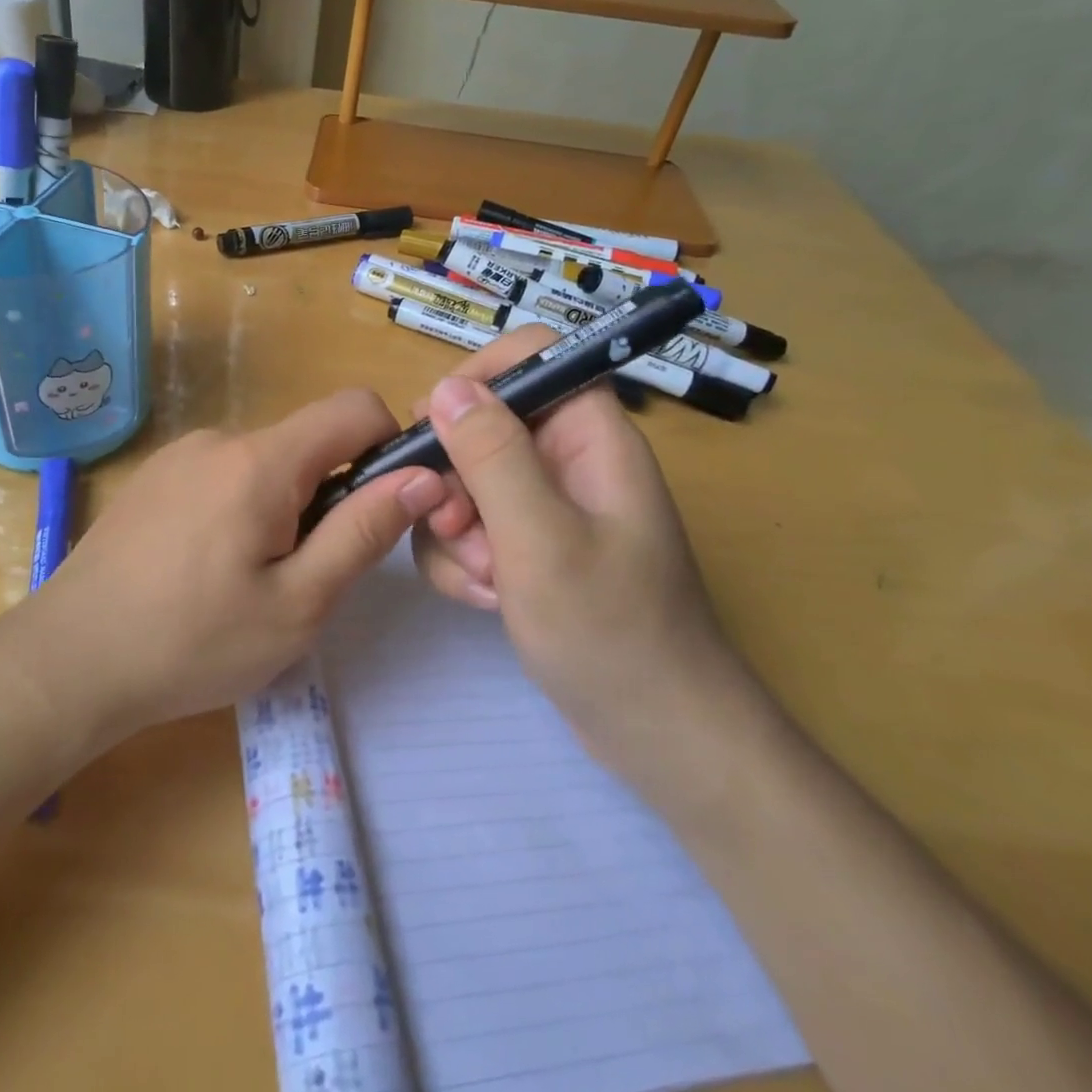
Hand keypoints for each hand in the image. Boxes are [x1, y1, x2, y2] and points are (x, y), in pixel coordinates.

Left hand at [30, 390, 447, 741]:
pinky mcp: (152, 479)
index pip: (355, 407)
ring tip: (246, 582)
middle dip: (326, 496)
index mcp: (261, 460)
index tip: (382, 507)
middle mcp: (218, 439)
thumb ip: (363, 531)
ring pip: (264, 464)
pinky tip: (204, 571)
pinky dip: (239, 510)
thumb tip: (423, 477)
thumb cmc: (193, 642)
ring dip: (280, 508)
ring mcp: (177, 456)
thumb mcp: (298, 603)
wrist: (68, 661)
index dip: (389, 445)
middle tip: (302, 575)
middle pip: (307, 443)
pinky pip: (221, 476)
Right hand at [410, 327, 753, 792]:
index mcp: (590, 437)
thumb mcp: (540, 538)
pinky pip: (473, 529)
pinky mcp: (530, 548)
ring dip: (456, 531)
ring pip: (467, 483)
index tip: (433, 428)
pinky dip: (465, 562)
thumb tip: (444, 388)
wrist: (657, 733)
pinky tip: (487, 601)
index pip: (532, 358)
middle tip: (456, 527)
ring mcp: (548, 508)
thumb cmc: (610, 630)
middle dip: (455, 479)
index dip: (478, 378)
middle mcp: (568, 461)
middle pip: (484, 426)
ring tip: (484, 581)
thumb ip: (492, 456)